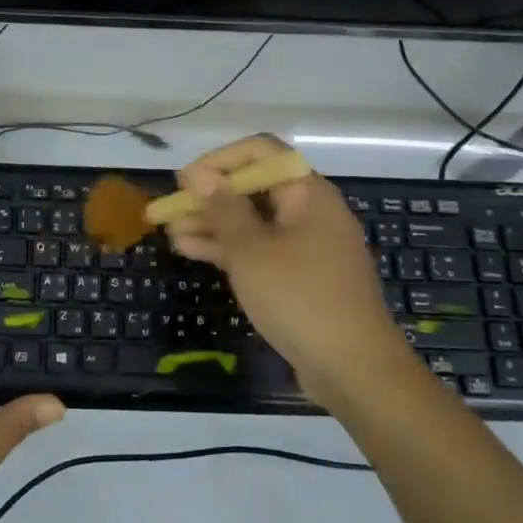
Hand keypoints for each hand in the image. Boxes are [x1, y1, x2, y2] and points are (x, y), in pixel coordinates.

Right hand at [166, 135, 407, 410]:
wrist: (353, 369)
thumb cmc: (300, 298)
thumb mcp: (251, 251)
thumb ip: (223, 208)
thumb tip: (198, 173)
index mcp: (307, 193)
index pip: (261, 153)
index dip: (219, 160)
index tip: (185, 181)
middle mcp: (310, 211)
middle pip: (254, 188)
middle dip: (209, 197)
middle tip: (168, 210)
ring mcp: (307, 245)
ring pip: (253, 222)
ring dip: (212, 224)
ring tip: (171, 234)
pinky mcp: (300, 275)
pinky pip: (260, 249)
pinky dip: (229, 248)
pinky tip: (192, 252)